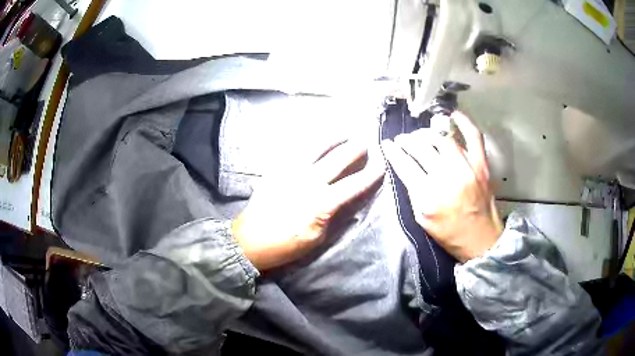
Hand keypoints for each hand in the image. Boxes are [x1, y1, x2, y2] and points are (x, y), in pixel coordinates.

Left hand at [232, 141, 384, 271]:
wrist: (250, 240)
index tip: (382, 164)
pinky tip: (315, 139)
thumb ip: (334, 216)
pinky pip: (295, 149)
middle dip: (355, 149)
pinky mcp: (276, 169)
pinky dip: (309, 142)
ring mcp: (290, 171)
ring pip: (315, 147)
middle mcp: (308, 181)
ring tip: (343, 133)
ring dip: (333, 138)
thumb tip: (347, 201)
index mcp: (321, 202)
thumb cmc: (286, 245)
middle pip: (337, 159)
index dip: (371, 174)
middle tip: (366, 141)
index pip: (353, 184)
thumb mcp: (316, 238)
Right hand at [381, 112, 501, 262]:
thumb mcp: (422, 219)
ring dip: (427, 134)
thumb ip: (413, 192)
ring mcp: (466, 169)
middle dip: (407, 141)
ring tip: (421, 135)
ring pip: (441, 139)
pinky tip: (453, 115)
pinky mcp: (481, 165)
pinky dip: (464, 122)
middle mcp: (447, 179)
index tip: (387, 144)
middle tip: (403, 140)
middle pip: (421, 148)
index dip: (393, 152)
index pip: (405, 165)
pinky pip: (474, 136)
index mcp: (428, 197)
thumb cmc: (449, 234)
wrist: (480, 240)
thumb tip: (406, 168)